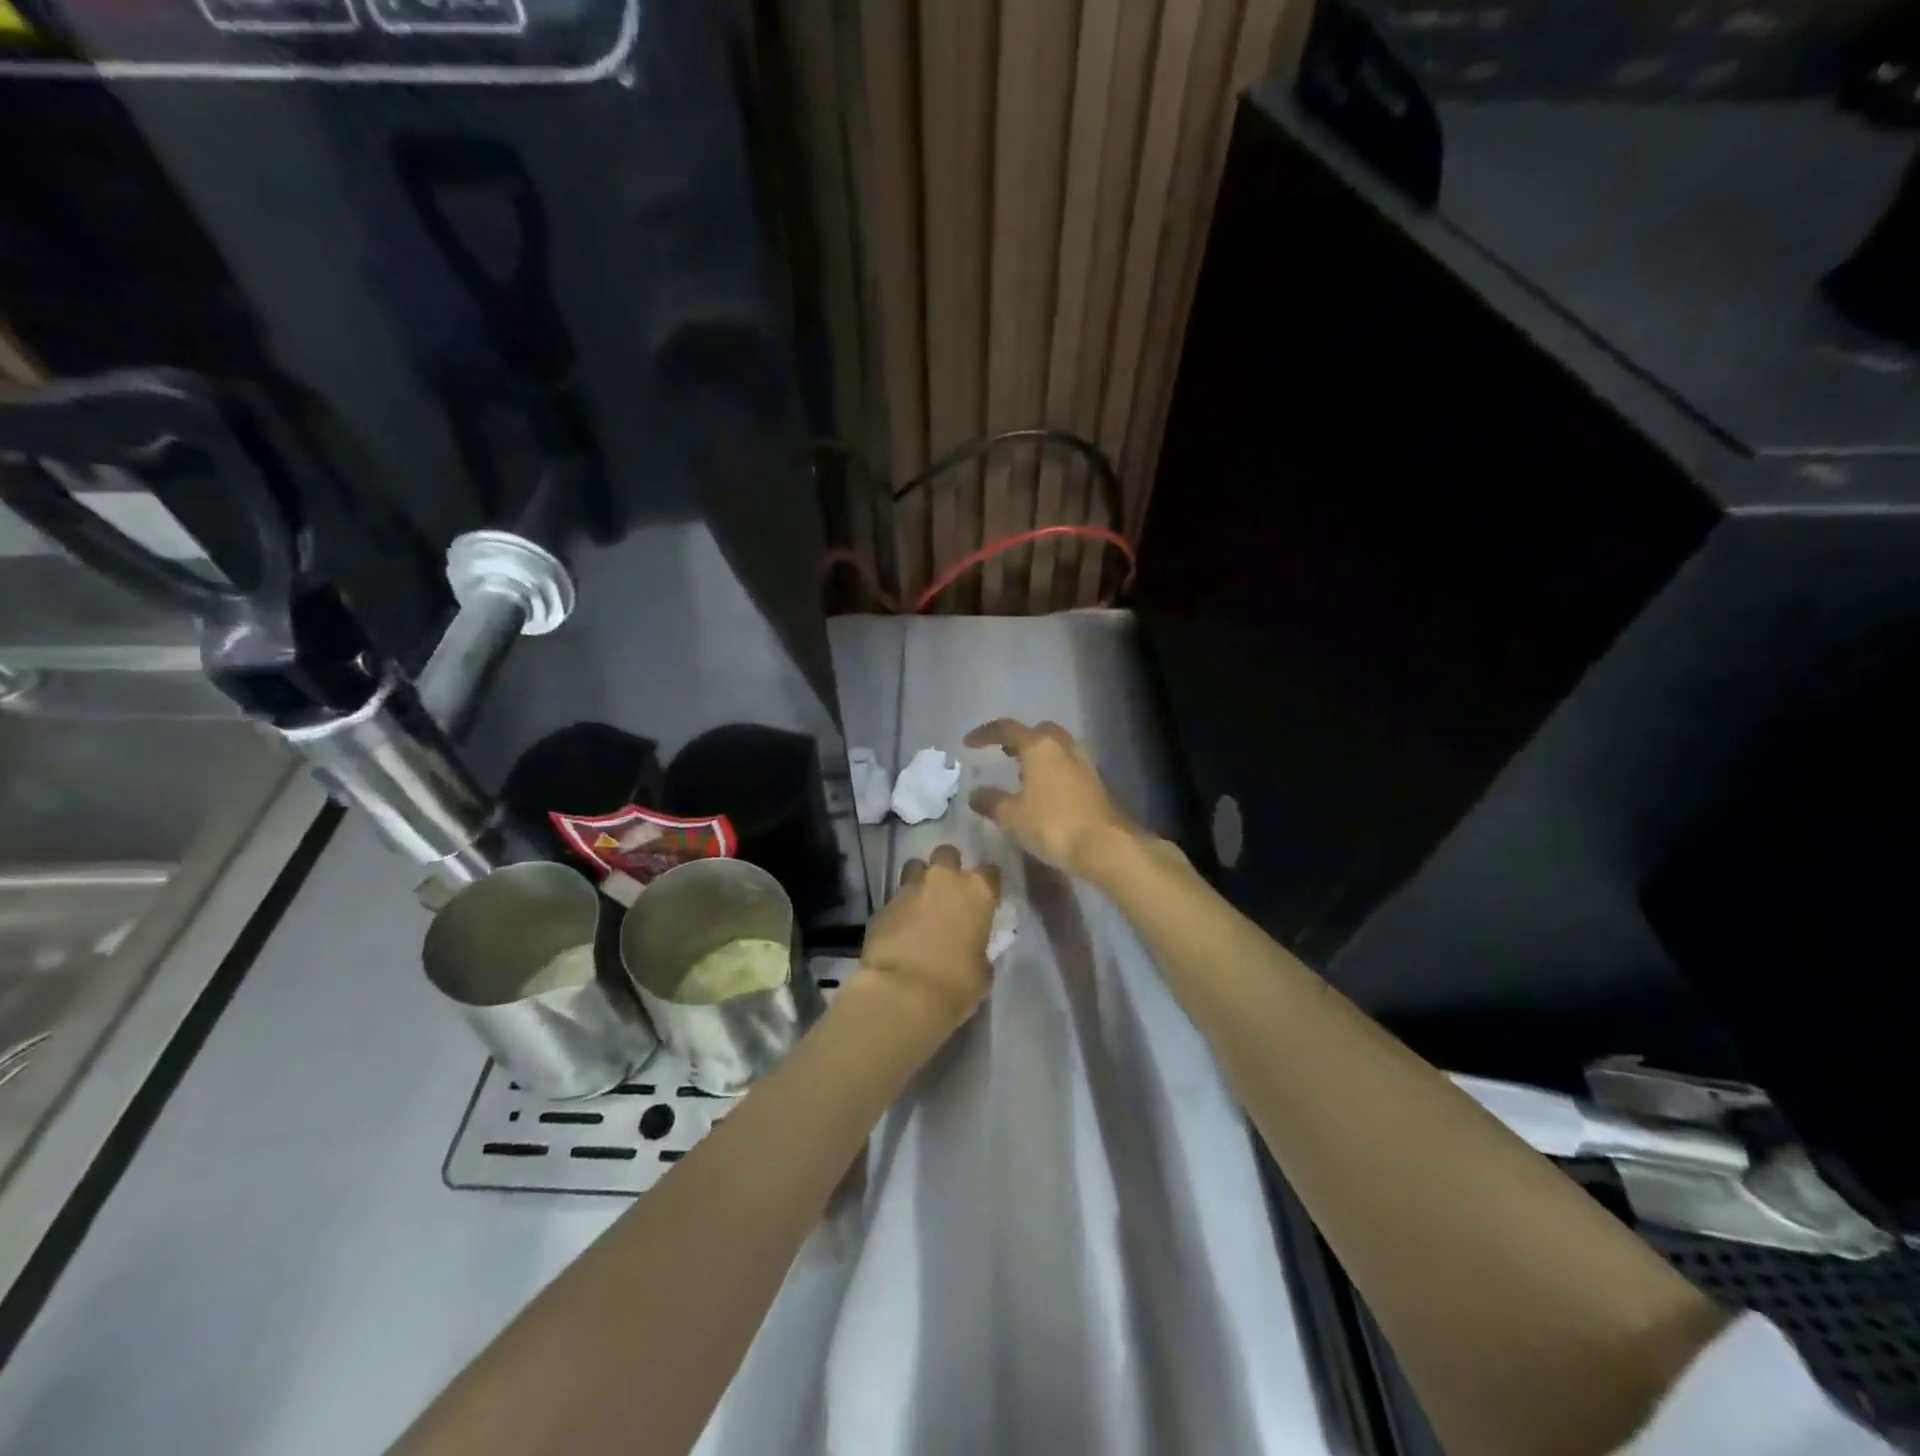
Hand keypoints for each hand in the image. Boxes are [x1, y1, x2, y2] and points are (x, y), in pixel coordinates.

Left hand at [860, 845, 1000, 1029]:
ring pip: (915, 867)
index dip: (988, 883)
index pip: (990, 872)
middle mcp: (943, 880)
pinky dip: (900, 909)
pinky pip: (895, 898)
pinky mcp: (883, 904)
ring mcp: (910, 888)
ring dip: (920, 880)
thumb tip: (973, 950)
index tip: (985, 897)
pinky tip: (900, 929)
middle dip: (948, 867)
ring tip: (920, 904)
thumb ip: (979, 950)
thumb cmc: (955, 984)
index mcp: (977, 892)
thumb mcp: (981, 972)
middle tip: (948, 891)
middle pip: (947, 854)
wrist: (902, 992)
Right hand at [963, 719, 1141, 877]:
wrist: (1105, 845)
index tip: (968, 743)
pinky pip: (1068, 764)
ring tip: (1021, 773)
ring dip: (1038, 754)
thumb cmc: (1053, 824)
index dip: (985, 734)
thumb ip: (991, 801)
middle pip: (1038, 731)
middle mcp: (1063, 746)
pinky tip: (1044, 790)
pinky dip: (1052, 769)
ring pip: (1057, 747)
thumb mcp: (1012, 816)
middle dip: (1018, 739)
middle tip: (1002, 753)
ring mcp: (1083, 763)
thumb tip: (976, 794)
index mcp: (1039, 746)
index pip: (1007, 729)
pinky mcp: (1095, 782)